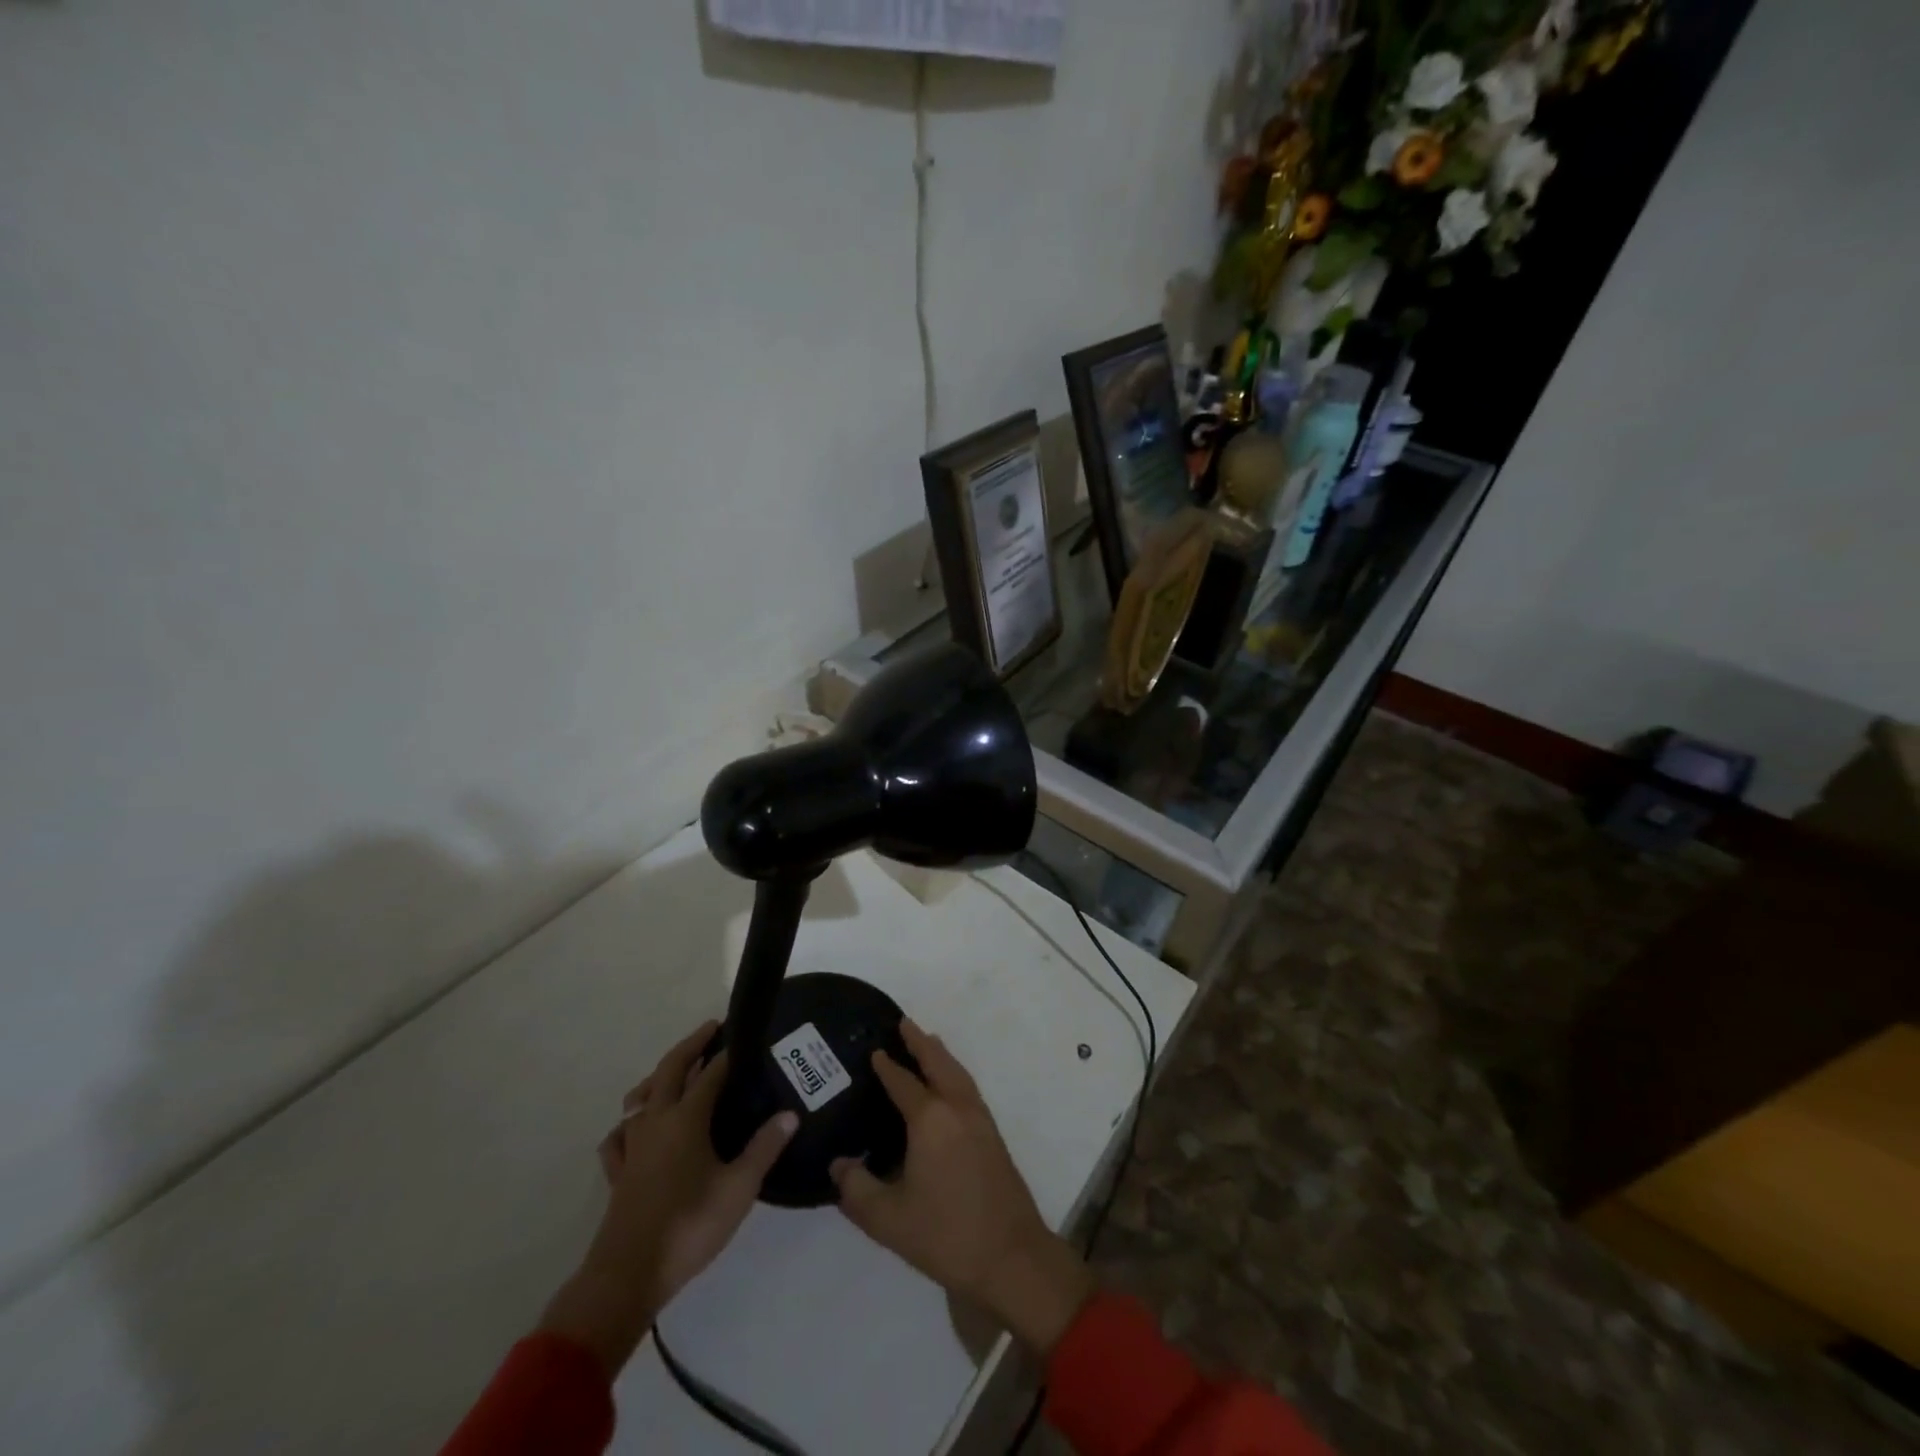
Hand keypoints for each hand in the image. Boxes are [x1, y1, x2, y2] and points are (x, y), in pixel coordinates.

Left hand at [539, 1020, 797, 1373]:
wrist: (627, 1276)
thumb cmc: (689, 1226)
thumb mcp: (739, 1188)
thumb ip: (764, 1148)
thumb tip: (790, 1114)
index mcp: (686, 1118)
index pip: (710, 1073)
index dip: (728, 1054)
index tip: (745, 1037)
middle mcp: (656, 1121)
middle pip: (670, 1069)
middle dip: (691, 1045)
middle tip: (712, 1029)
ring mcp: (632, 1145)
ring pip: (640, 1096)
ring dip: (659, 1076)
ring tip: (675, 1071)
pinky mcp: (618, 1172)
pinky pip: (619, 1135)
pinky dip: (630, 1122)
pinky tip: (636, 1128)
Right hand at [830, 1020, 1095, 1357]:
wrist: (1011, 1256)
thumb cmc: (946, 1235)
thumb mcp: (888, 1219)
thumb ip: (857, 1189)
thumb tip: (839, 1164)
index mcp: (930, 1120)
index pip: (903, 1082)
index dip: (887, 1066)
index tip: (874, 1050)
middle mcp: (957, 1108)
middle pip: (938, 1062)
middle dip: (920, 1042)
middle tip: (903, 1023)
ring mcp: (980, 1119)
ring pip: (958, 1072)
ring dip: (940, 1054)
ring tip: (927, 1041)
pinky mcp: (993, 1134)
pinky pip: (968, 1087)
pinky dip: (955, 1072)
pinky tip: (950, 1084)